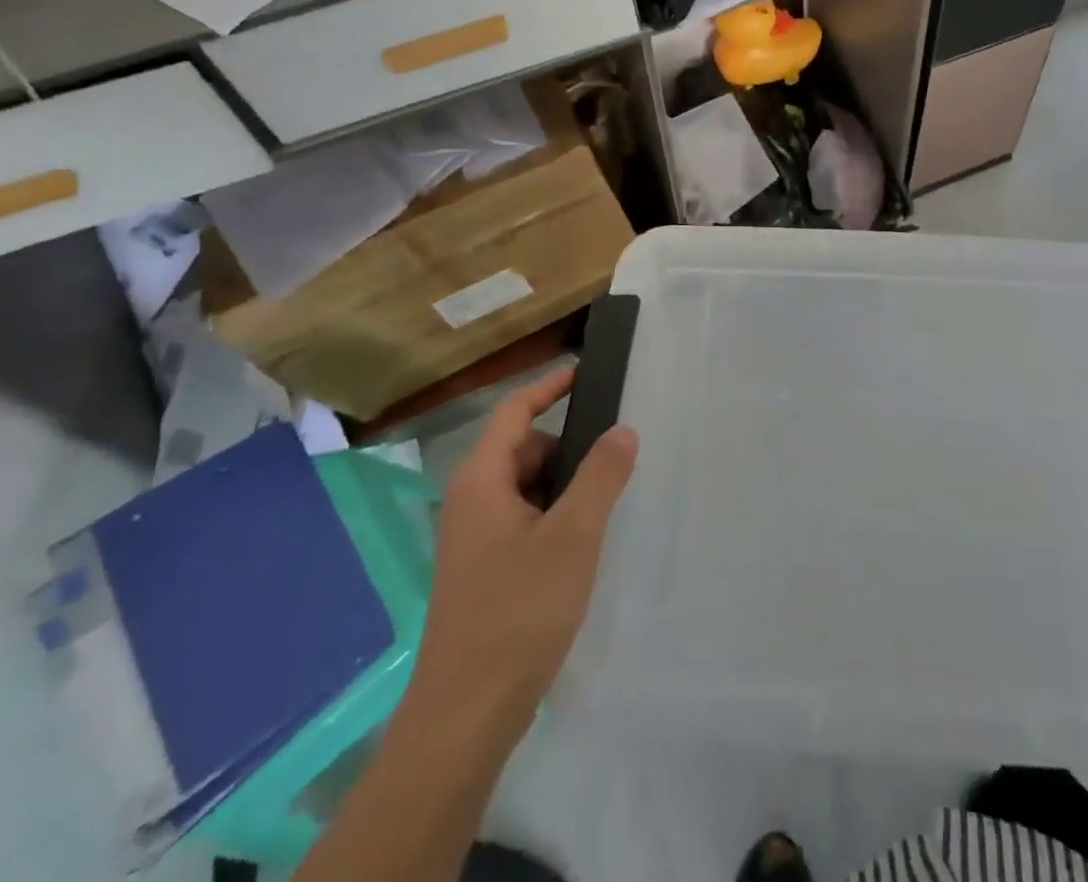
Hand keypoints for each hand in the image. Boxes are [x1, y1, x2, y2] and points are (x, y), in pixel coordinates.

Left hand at [407, 368, 637, 741]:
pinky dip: (554, 517)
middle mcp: (471, 501)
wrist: (465, 715)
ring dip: (564, 486)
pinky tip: (583, 544)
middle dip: (567, 447)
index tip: (588, 372)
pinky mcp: (483, 571)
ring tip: (607, 501)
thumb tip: (622, 430)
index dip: (550, 387)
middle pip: (523, 449)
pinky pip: (523, 521)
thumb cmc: (518, 611)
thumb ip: (600, 476)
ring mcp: (474, 539)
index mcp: (482, 481)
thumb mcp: (572, 536)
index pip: (514, 411)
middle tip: (616, 456)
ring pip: (526, 488)